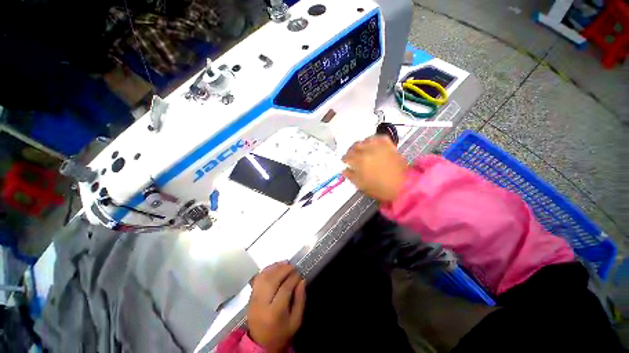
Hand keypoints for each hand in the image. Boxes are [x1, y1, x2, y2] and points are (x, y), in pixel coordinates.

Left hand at [248, 263, 305, 352]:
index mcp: (274, 313)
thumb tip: (302, 280)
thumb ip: (300, 299)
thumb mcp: (296, 321)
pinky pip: (258, 278)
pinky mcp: (250, 296)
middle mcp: (262, 304)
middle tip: (293, 266)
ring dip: (275, 267)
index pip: (284, 289)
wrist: (261, 343)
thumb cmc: (282, 332)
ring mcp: (254, 299)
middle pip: (272, 281)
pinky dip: (267, 269)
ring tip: (285, 263)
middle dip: (284, 270)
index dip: (293, 278)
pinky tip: (275, 267)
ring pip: (263, 277)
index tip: (300, 273)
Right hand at [342, 136, 408, 203]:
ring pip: (365, 140)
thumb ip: (351, 176)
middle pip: (354, 146)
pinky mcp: (389, 145)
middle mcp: (367, 151)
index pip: (347, 156)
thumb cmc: (381, 188)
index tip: (344, 161)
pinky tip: (372, 143)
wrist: (403, 185)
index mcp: (359, 162)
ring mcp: (379, 146)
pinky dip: (373, 139)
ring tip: (361, 149)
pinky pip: (379, 137)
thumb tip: (344, 170)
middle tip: (351, 155)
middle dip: (350, 151)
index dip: (344, 159)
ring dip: (360, 144)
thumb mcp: (362, 186)